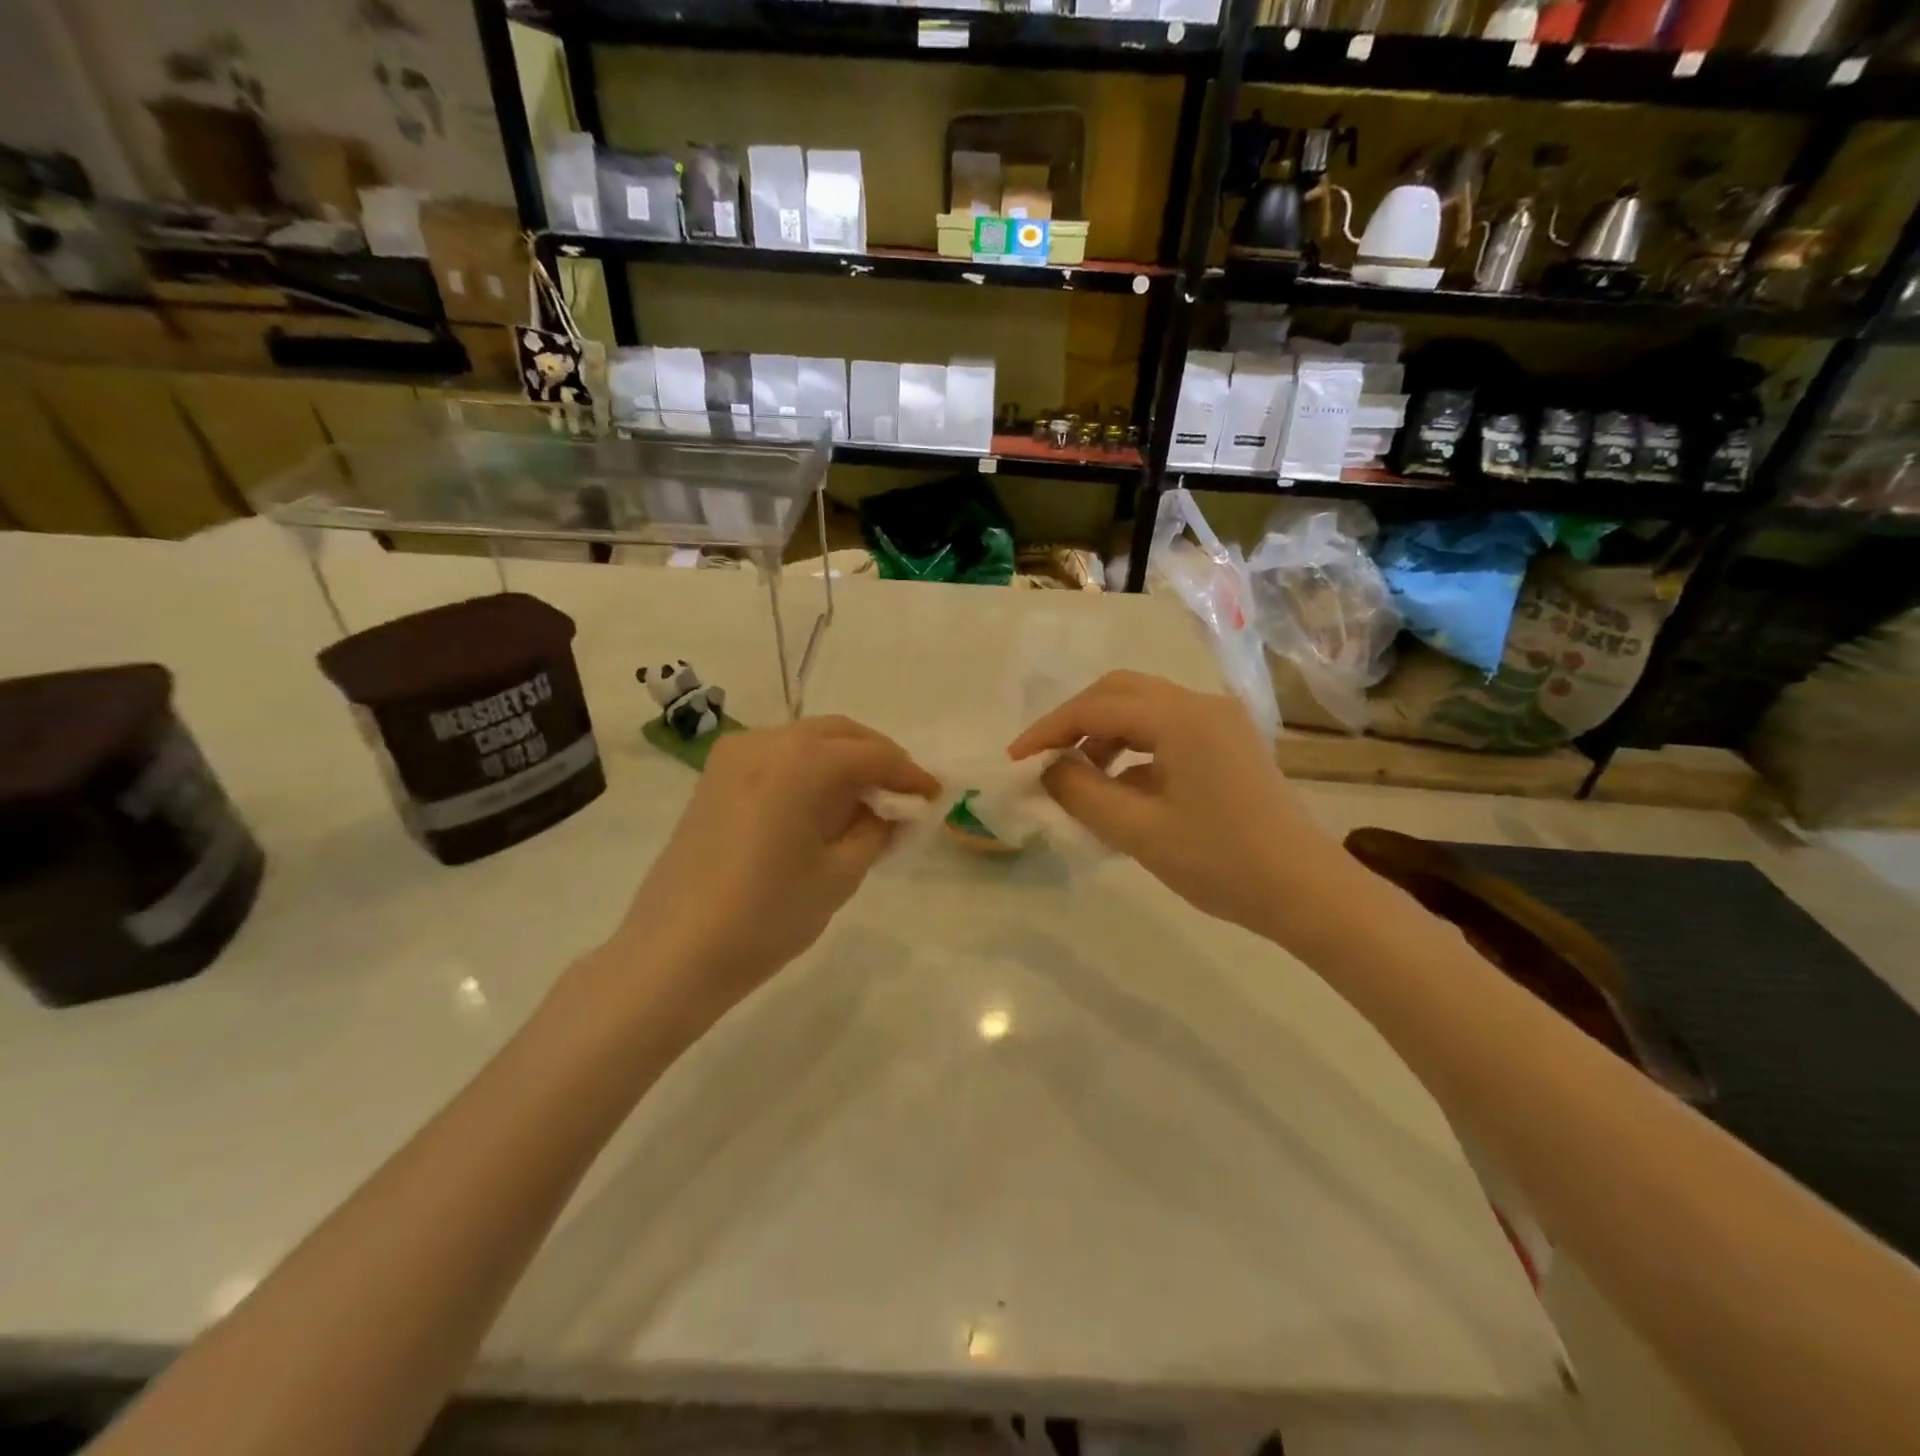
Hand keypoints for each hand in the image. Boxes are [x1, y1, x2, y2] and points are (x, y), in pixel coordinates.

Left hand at [607, 716, 937, 1017]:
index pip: (872, 754)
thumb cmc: (767, 916)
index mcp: (802, 761)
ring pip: (806, 741)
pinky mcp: (714, 778)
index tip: (933, 796)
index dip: (909, 774)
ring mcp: (734, 756)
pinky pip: (777, 757)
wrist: (674, 953)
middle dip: (877, 758)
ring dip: (843, 761)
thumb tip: (891, 811)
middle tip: (903, 793)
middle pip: (838, 734)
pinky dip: (808, 770)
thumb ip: (876, 831)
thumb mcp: (840, 875)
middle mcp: (767, 741)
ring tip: (866, 801)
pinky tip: (821, 805)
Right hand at [1008, 671, 1341, 940]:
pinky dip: (1134, 746)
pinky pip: (1168, 728)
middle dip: (1075, 720)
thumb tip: (1048, 770)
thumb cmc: (1221, 862)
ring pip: (1144, 706)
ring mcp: (1221, 721)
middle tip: (1045, 757)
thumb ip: (1082, 793)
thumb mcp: (1139, 832)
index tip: (1015, 760)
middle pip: (1119, 691)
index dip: (1048, 731)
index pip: (1095, 708)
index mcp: (1180, 718)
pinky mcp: (1230, 742)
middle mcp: (1201, 704)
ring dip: (1104, 732)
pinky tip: (1122, 786)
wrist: (1307, 891)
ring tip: (1080, 775)